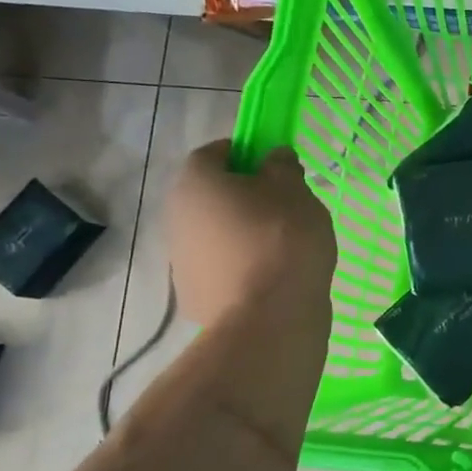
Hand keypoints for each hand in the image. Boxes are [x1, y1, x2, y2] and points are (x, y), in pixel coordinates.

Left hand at [166, 142, 335, 326]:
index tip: (274, 166)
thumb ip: (282, 166)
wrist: (268, 318)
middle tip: (281, 207)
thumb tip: (273, 158)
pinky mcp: (193, 296)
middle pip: (210, 196)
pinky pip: (219, 269)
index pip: (214, 152)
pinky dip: (240, 268)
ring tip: (280, 248)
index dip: (244, 153)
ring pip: (213, 234)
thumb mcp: (295, 191)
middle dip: (242, 197)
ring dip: (239, 234)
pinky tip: (270, 278)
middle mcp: (176, 216)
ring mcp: (181, 260)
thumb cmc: (282, 240)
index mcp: (197, 183)